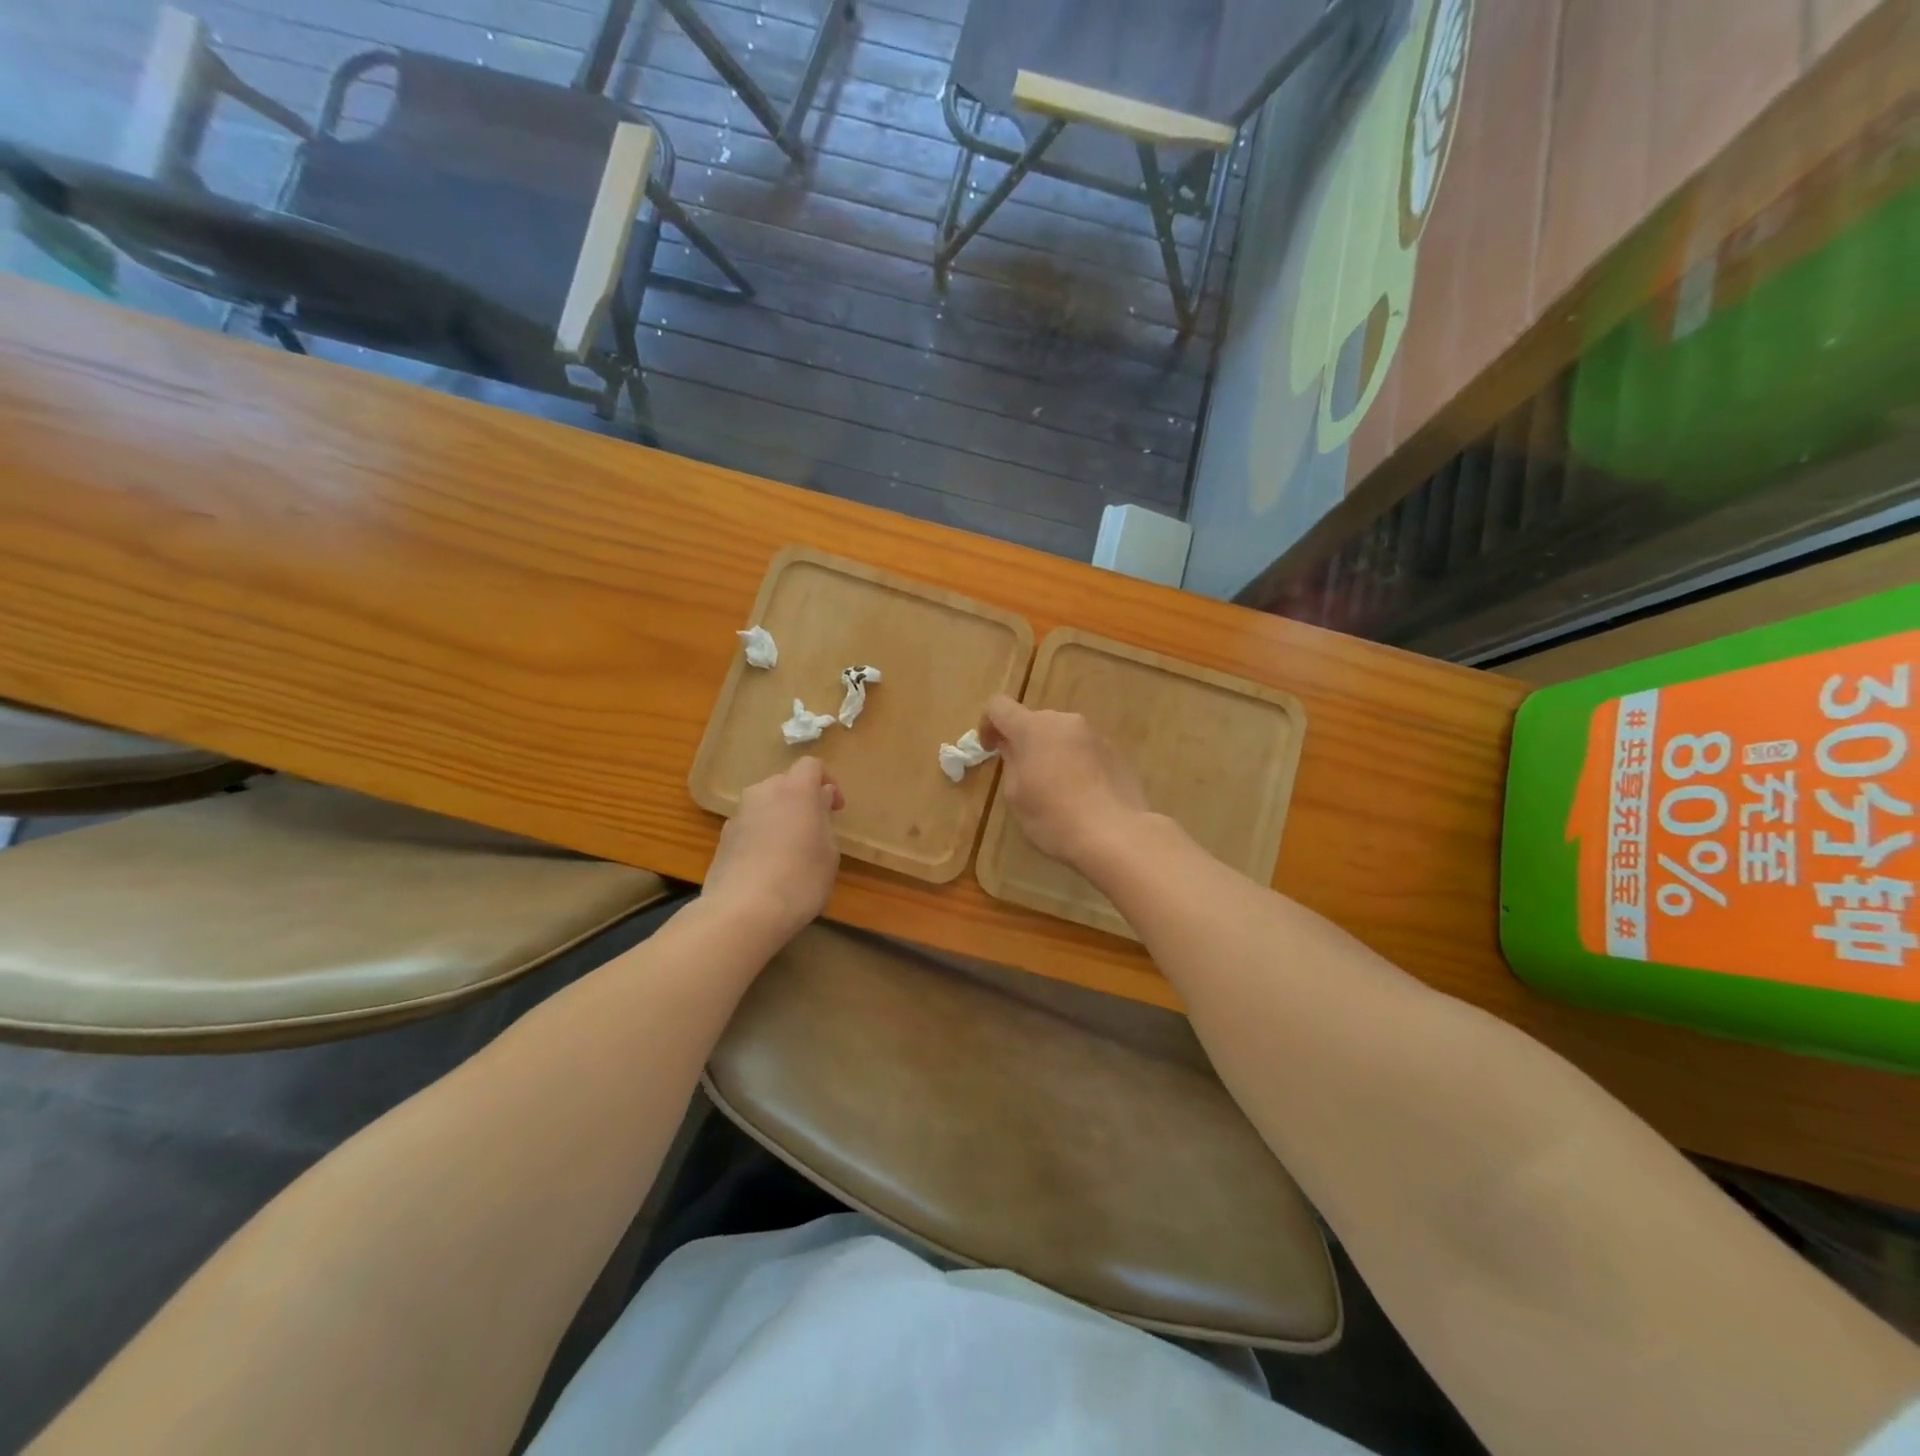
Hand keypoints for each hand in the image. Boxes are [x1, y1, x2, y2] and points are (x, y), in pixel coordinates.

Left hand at [702, 758, 843, 944]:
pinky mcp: (722, 839)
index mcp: (795, 790)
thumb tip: (819, 800)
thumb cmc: (800, 879)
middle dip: (801, 799)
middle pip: (785, 783)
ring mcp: (738, 815)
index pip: (811, 765)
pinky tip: (767, 867)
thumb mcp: (829, 852)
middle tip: (814, 829)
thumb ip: (825, 819)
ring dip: (779, 817)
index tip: (835, 808)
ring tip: (790, 850)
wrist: (743, 912)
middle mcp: (763, 793)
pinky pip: (749, 826)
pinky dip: (761, 836)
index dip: (827, 781)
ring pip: (764, 804)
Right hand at [979, 695, 1148, 870]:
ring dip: (1052, 752)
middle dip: (1024, 742)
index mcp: (1033, 728)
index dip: (988, 724)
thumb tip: (1014, 749)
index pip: (999, 706)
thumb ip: (1010, 763)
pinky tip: (1081, 794)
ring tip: (1056, 789)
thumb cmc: (1053, 816)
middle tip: (1023, 776)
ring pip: (1062, 735)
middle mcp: (1065, 721)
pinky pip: (1084, 750)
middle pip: (1034, 721)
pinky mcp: (1116, 752)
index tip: (990, 749)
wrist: (1115, 834)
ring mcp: (1094, 735)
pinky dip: (1075, 763)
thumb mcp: (1016, 795)